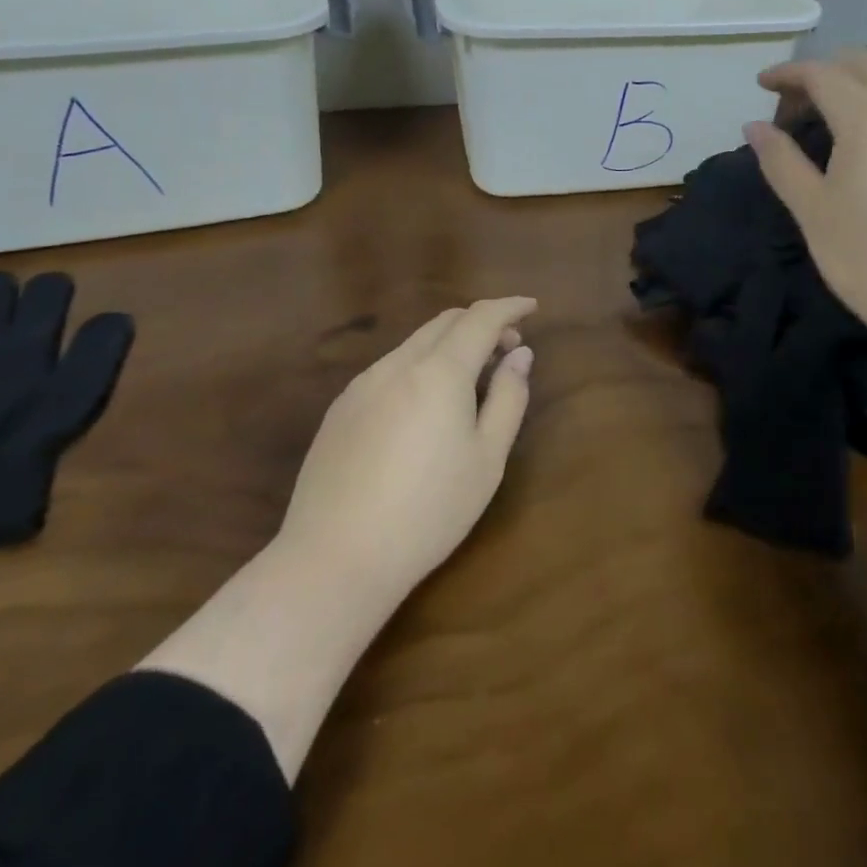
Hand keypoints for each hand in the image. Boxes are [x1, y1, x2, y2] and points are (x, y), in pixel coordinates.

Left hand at [275, 297, 536, 605]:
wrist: (334, 559)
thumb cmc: (429, 511)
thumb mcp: (488, 458)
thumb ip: (509, 397)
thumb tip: (520, 356)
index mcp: (439, 372)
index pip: (481, 318)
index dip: (510, 307)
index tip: (531, 307)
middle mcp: (397, 365)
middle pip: (445, 322)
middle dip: (482, 323)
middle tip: (508, 349)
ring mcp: (362, 385)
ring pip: (415, 343)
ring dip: (451, 345)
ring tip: (471, 380)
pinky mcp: (340, 409)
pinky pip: (390, 368)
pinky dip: (421, 366)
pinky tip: (426, 406)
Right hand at [745, 50, 866, 354]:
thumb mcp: (813, 211)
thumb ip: (781, 161)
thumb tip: (754, 126)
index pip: (822, 74)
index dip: (788, 73)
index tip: (760, 85)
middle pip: (862, 63)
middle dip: (822, 72)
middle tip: (792, 107)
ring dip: (856, 82)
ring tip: (828, 118)